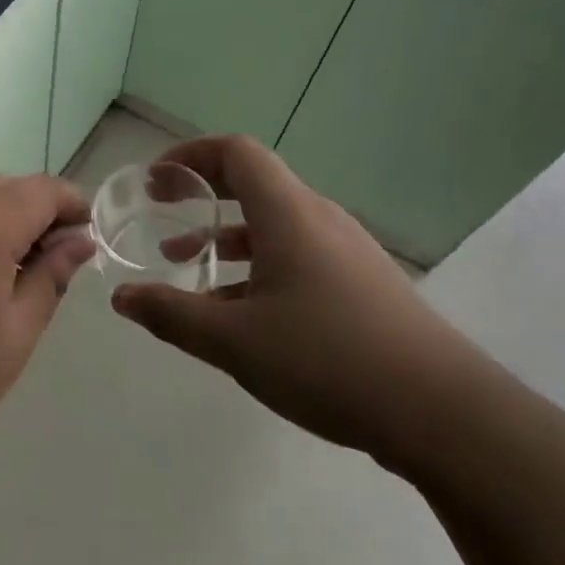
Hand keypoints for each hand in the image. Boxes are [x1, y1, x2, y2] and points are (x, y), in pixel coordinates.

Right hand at [110, 135, 479, 469]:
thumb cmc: (329, 360)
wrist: (443, 412)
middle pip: (254, 184)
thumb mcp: (234, 341)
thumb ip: (172, 315)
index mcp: (289, 213)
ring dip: (227, 239)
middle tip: (162, 215)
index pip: (236, 152)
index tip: (156, 181)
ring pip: (274, 227)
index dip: (191, 155)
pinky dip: (258, 268)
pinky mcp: (361, 285)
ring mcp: (346, 252)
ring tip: (188, 270)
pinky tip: (240, 315)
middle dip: (202, 196)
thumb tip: (122, 298)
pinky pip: (297, 257)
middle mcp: (319, 219)